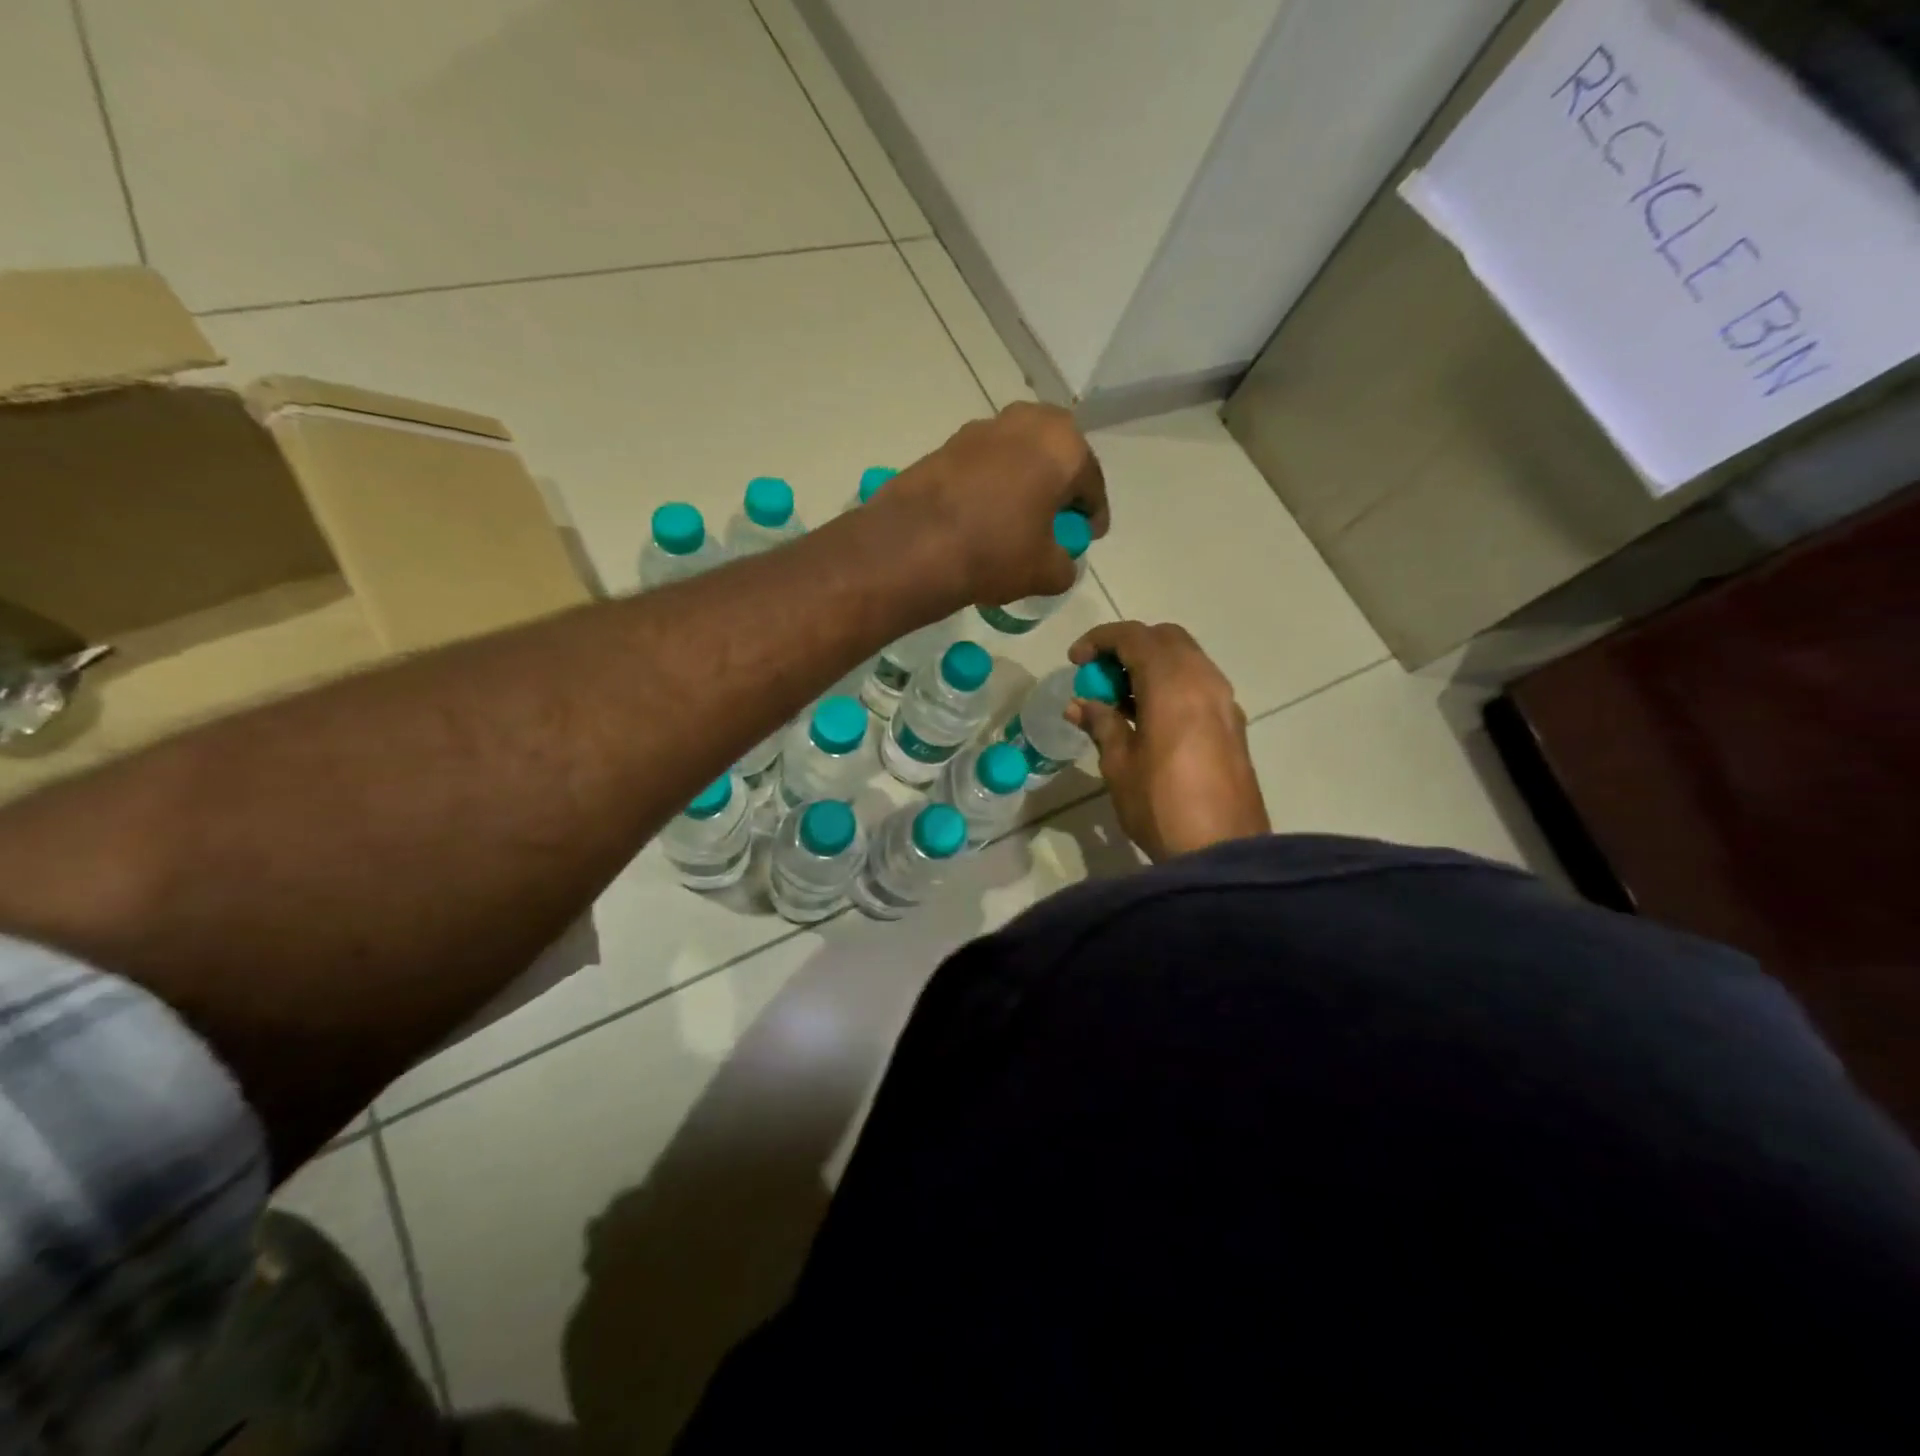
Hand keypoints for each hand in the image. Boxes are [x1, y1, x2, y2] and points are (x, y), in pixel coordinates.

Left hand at [883, 403, 1108, 608]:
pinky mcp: (947, 443)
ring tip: (1018, 518)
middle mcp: (1026, 422)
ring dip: (1024, 480)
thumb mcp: (1046, 572)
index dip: (1092, 516)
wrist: (913, 545)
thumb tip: (1060, 563)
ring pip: (1018, 455)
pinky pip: (984, 464)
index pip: (1091, 484)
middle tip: (1055, 520)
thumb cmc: (996, 551)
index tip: (1088, 537)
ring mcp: (982, 428)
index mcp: (1063, 445)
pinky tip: (984, 514)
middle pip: (1055, 456)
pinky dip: (991, 484)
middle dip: (1059, 486)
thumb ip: (1066, 565)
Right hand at [1067, 622, 1268, 862]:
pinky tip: (1150, 718)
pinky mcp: (1234, 724)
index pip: (1134, 637)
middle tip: (1100, 676)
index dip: (1099, 640)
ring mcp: (1225, 701)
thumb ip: (1102, 723)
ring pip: (1186, 659)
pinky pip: (1199, 684)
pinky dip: (1172, 684)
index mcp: (1172, 683)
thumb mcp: (1119, 763)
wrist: (1223, 850)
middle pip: (1165, 638)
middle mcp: (1204, 680)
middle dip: (1128, 647)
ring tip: (1121, 699)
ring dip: (1152, 665)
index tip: (1075, 661)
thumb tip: (1080, 704)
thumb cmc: (1160, 805)